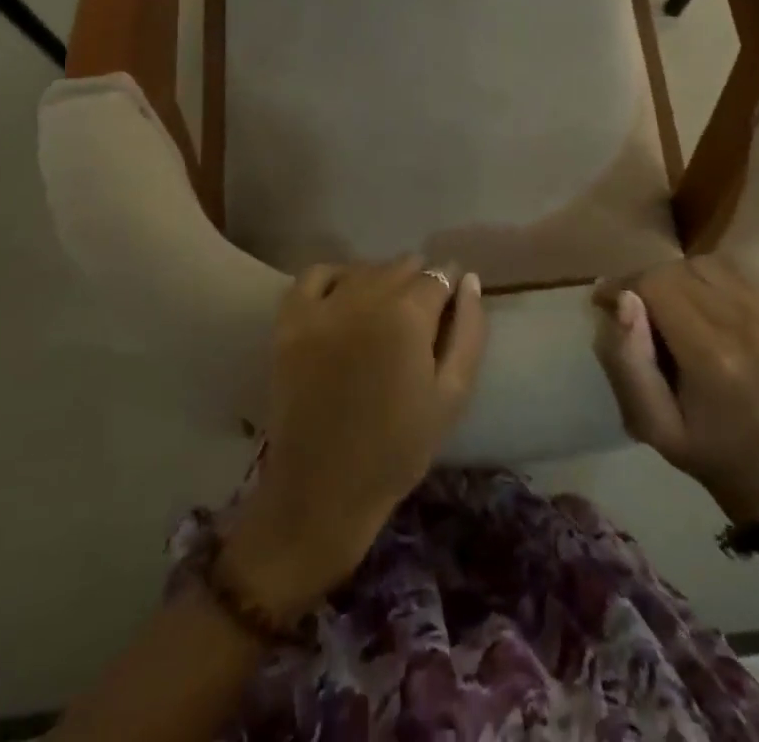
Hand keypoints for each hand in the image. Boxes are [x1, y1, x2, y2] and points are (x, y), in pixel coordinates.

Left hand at [224, 258, 485, 619]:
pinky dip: (335, 277)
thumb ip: (468, 331)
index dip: (448, 288)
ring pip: (364, 269)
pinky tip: (344, 300)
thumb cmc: (398, 448)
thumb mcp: (452, 395)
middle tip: (418, 321)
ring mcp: (322, 306)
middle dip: (417, 284)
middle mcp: (365, 297)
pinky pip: (315, 274)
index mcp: (408, 316)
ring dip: (380, 281)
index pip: (438, 275)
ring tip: (384, 314)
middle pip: (401, 267)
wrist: (323, 490)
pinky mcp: (289, 320)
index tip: (449, 307)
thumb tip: (468, 279)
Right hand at [593, 256, 758, 524]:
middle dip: (651, 282)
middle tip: (639, 307)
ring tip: (675, 306)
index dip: (625, 285)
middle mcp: (752, 329)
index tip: (606, 300)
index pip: (657, 285)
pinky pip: (742, 271)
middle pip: (682, 270)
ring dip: (682, 277)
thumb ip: (628, 360)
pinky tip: (708, 303)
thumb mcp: (651, 423)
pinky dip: (715, 278)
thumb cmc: (705, 450)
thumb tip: (623, 297)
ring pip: (710, 264)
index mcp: (714, 359)